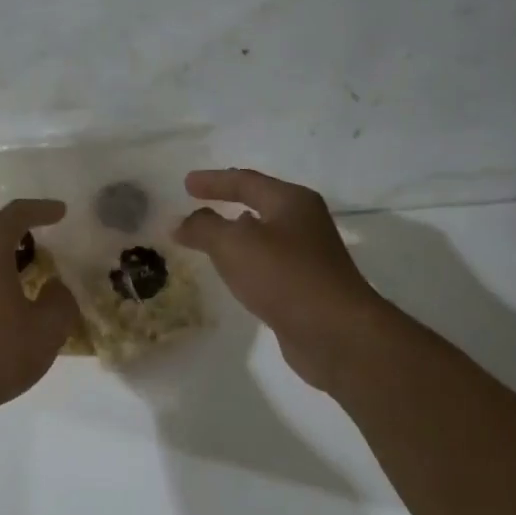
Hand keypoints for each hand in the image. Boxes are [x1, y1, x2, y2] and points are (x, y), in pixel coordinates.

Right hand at [174, 168, 390, 391]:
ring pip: (264, 236)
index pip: (246, 181)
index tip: (186, 184)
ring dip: (236, 235)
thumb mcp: (234, 245)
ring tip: (210, 239)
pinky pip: (268, 264)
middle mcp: (304, 223)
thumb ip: (203, 228)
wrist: (335, 333)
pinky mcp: (306, 287)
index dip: (214, 181)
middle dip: (228, 204)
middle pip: (260, 205)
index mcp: (291, 202)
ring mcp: (308, 256)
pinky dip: (246, 262)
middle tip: (197, 206)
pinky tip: (235, 274)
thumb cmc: (284, 277)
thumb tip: (180, 222)